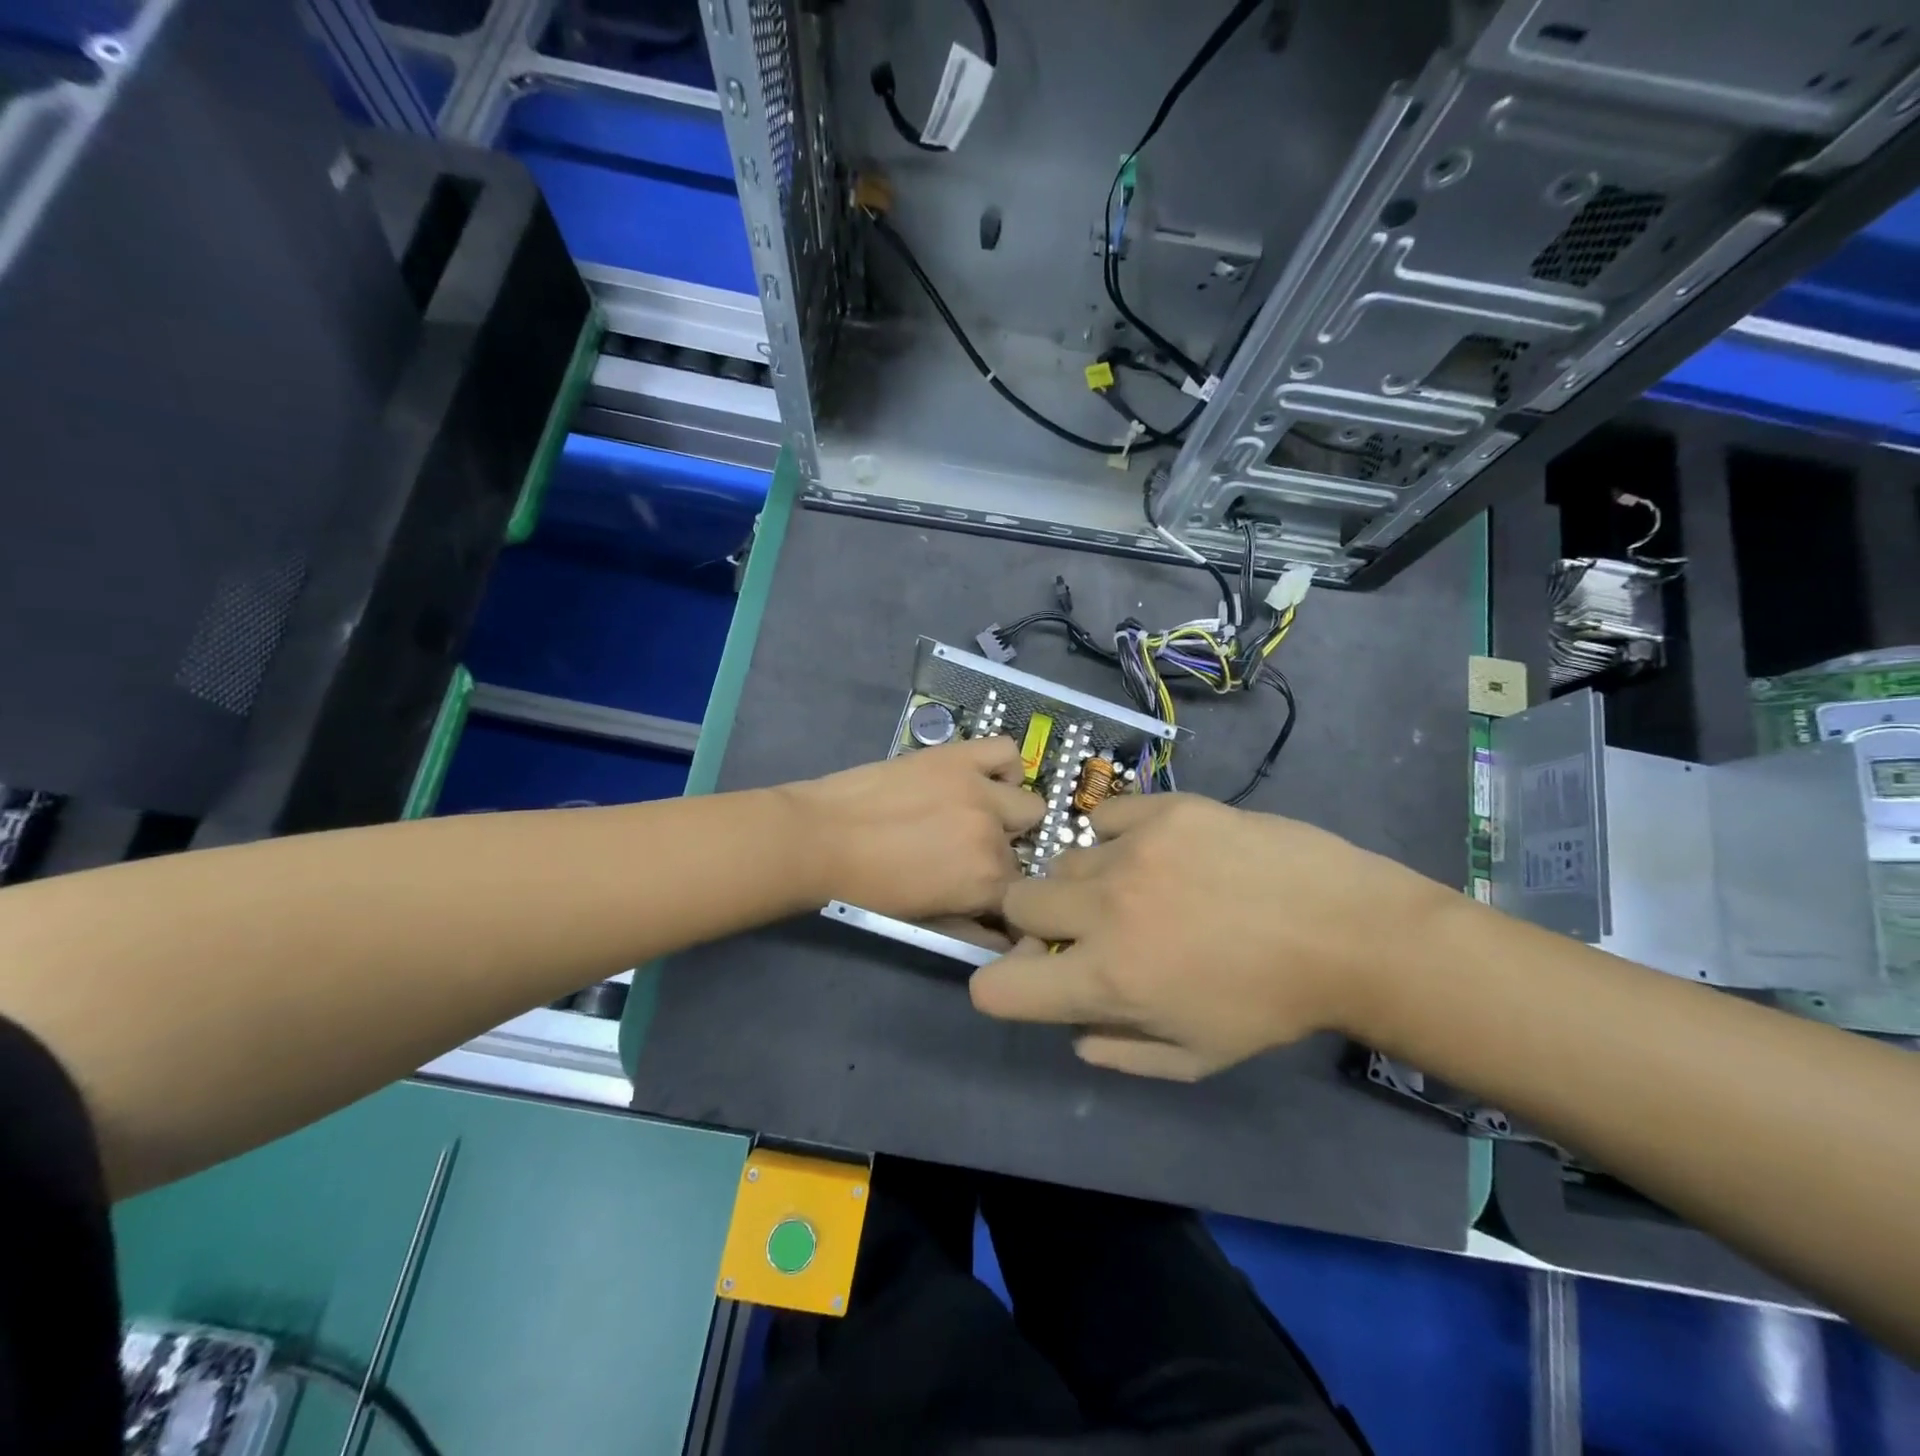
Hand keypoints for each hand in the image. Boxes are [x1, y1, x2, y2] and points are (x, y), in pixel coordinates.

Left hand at [781, 738, 1043, 921]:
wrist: (819, 840)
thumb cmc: (866, 890)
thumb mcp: (925, 923)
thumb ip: (972, 931)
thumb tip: (1004, 938)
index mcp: (987, 882)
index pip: (1022, 890)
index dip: (1001, 892)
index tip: (984, 889)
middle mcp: (993, 836)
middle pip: (1020, 849)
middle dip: (1000, 855)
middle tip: (965, 851)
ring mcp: (978, 791)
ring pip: (1028, 803)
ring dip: (1008, 814)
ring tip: (976, 813)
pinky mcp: (959, 757)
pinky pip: (1006, 751)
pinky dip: (1003, 765)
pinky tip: (981, 778)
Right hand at [970, 793, 1459, 1078]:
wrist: (1347, 931)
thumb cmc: (1270, 1005)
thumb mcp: (1196, 1057)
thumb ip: (1119, 1052)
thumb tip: (1072, 1032)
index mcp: (1108, 980)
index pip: (998, 987)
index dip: (1000, 985)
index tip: (1030, 975)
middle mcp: (1105, 910)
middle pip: (1014, 900)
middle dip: (1034, 919)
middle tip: (1082, 925)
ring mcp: (1133, 851)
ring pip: (1064, 858)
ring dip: (1085, 880)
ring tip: (1137, 885)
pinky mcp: (1165, 810)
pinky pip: (1106, 816)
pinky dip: (1118, 836)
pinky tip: (1156, 849)